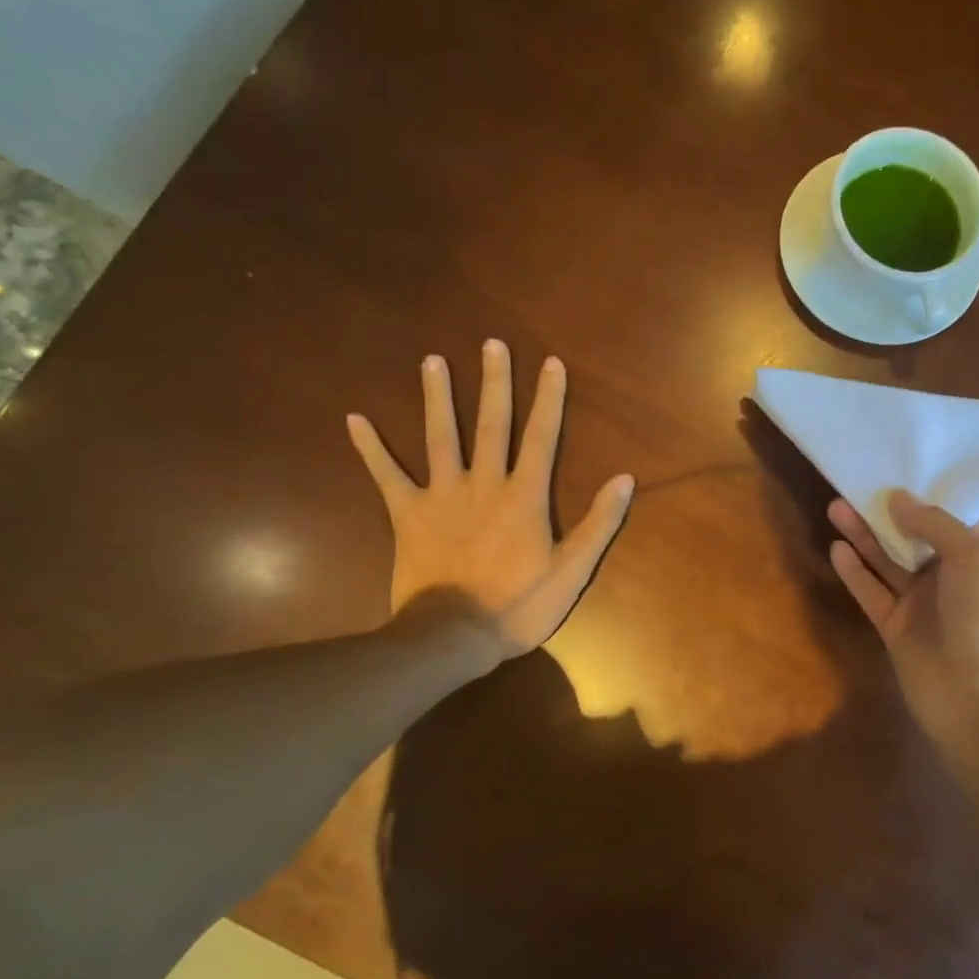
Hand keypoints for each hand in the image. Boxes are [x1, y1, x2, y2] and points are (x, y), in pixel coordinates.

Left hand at [348, 339, 633, 658]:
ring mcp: (441, 495)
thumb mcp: (573, 570)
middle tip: (492, 343)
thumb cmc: (519, 605)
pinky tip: (354, 419)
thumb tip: (624, 479)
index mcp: (524, 495)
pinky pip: (386, 475)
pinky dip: (370, 448)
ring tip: (432, 361)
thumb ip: (598, 522)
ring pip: (440, 437)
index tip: (551, 363)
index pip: (542, 437)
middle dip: (494, 382)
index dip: (549, 399)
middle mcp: (484, 483)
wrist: (453, 635)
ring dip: (437, 398)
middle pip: (491, 424)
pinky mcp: (407, 514)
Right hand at [830, 491, 978, 770]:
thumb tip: (899, 497)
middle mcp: (951, 574)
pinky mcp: (895, 627)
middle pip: (914, 533)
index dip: (928, 490)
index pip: (955, 513)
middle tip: (856, 480)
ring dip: (864, 534)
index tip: (899, 463)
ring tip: (835, 505)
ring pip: (887, 560)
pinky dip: (855, 571)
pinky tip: (836, 547)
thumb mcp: (975, 557)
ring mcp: (922, 602)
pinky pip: (871, 592)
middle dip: (888, 509)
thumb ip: (935, 523)